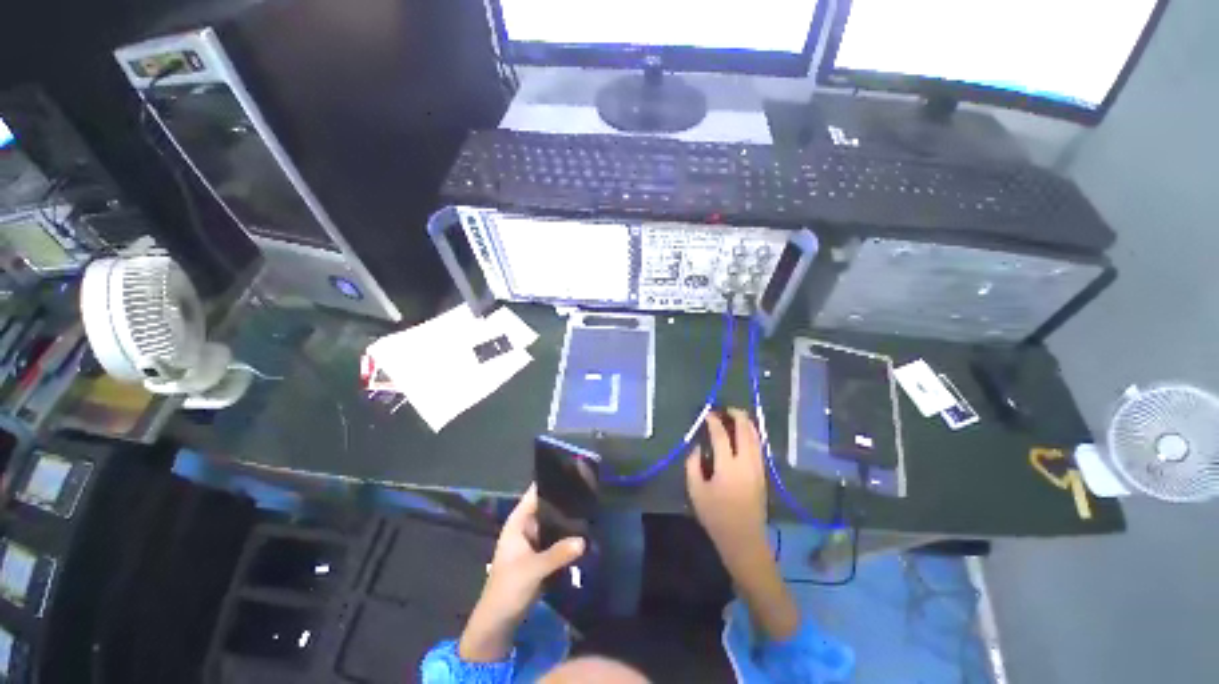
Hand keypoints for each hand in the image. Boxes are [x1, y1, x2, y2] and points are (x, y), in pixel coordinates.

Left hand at [459, 484, 584, 661]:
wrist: (499, 622)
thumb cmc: (508, 589)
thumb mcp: (533, 570)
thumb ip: (558, 554)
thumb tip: (584, 540)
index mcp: (518, 521)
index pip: (536, 492)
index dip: (552, 482)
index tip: (574, 473)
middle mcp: (527, 526)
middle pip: (548, 506)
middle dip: (565, 501)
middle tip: (590, 492)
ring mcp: (535, 540)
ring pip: (554, 522)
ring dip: (568, 519)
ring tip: (592, 507)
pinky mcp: (542, 554)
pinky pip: (557, 538)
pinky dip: (568, 535)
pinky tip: (585, 530)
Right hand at [686, 409, 799, 639]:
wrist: (744, 540)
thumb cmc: (716, 517)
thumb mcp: (696, 491)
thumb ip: (693, 465)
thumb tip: (697, 447)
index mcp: (728, 467)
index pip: (722, 436)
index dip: (714, 422)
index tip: (707, 414)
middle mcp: (746, 463)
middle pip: (746, 432)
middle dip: (738, 416)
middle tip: (727, 409)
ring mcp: (758, 468)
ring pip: (756, 438)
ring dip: (747, 424)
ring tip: (737, 416)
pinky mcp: (762, 475)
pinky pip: (759, 447)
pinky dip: (753, 435)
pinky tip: (746, 434)